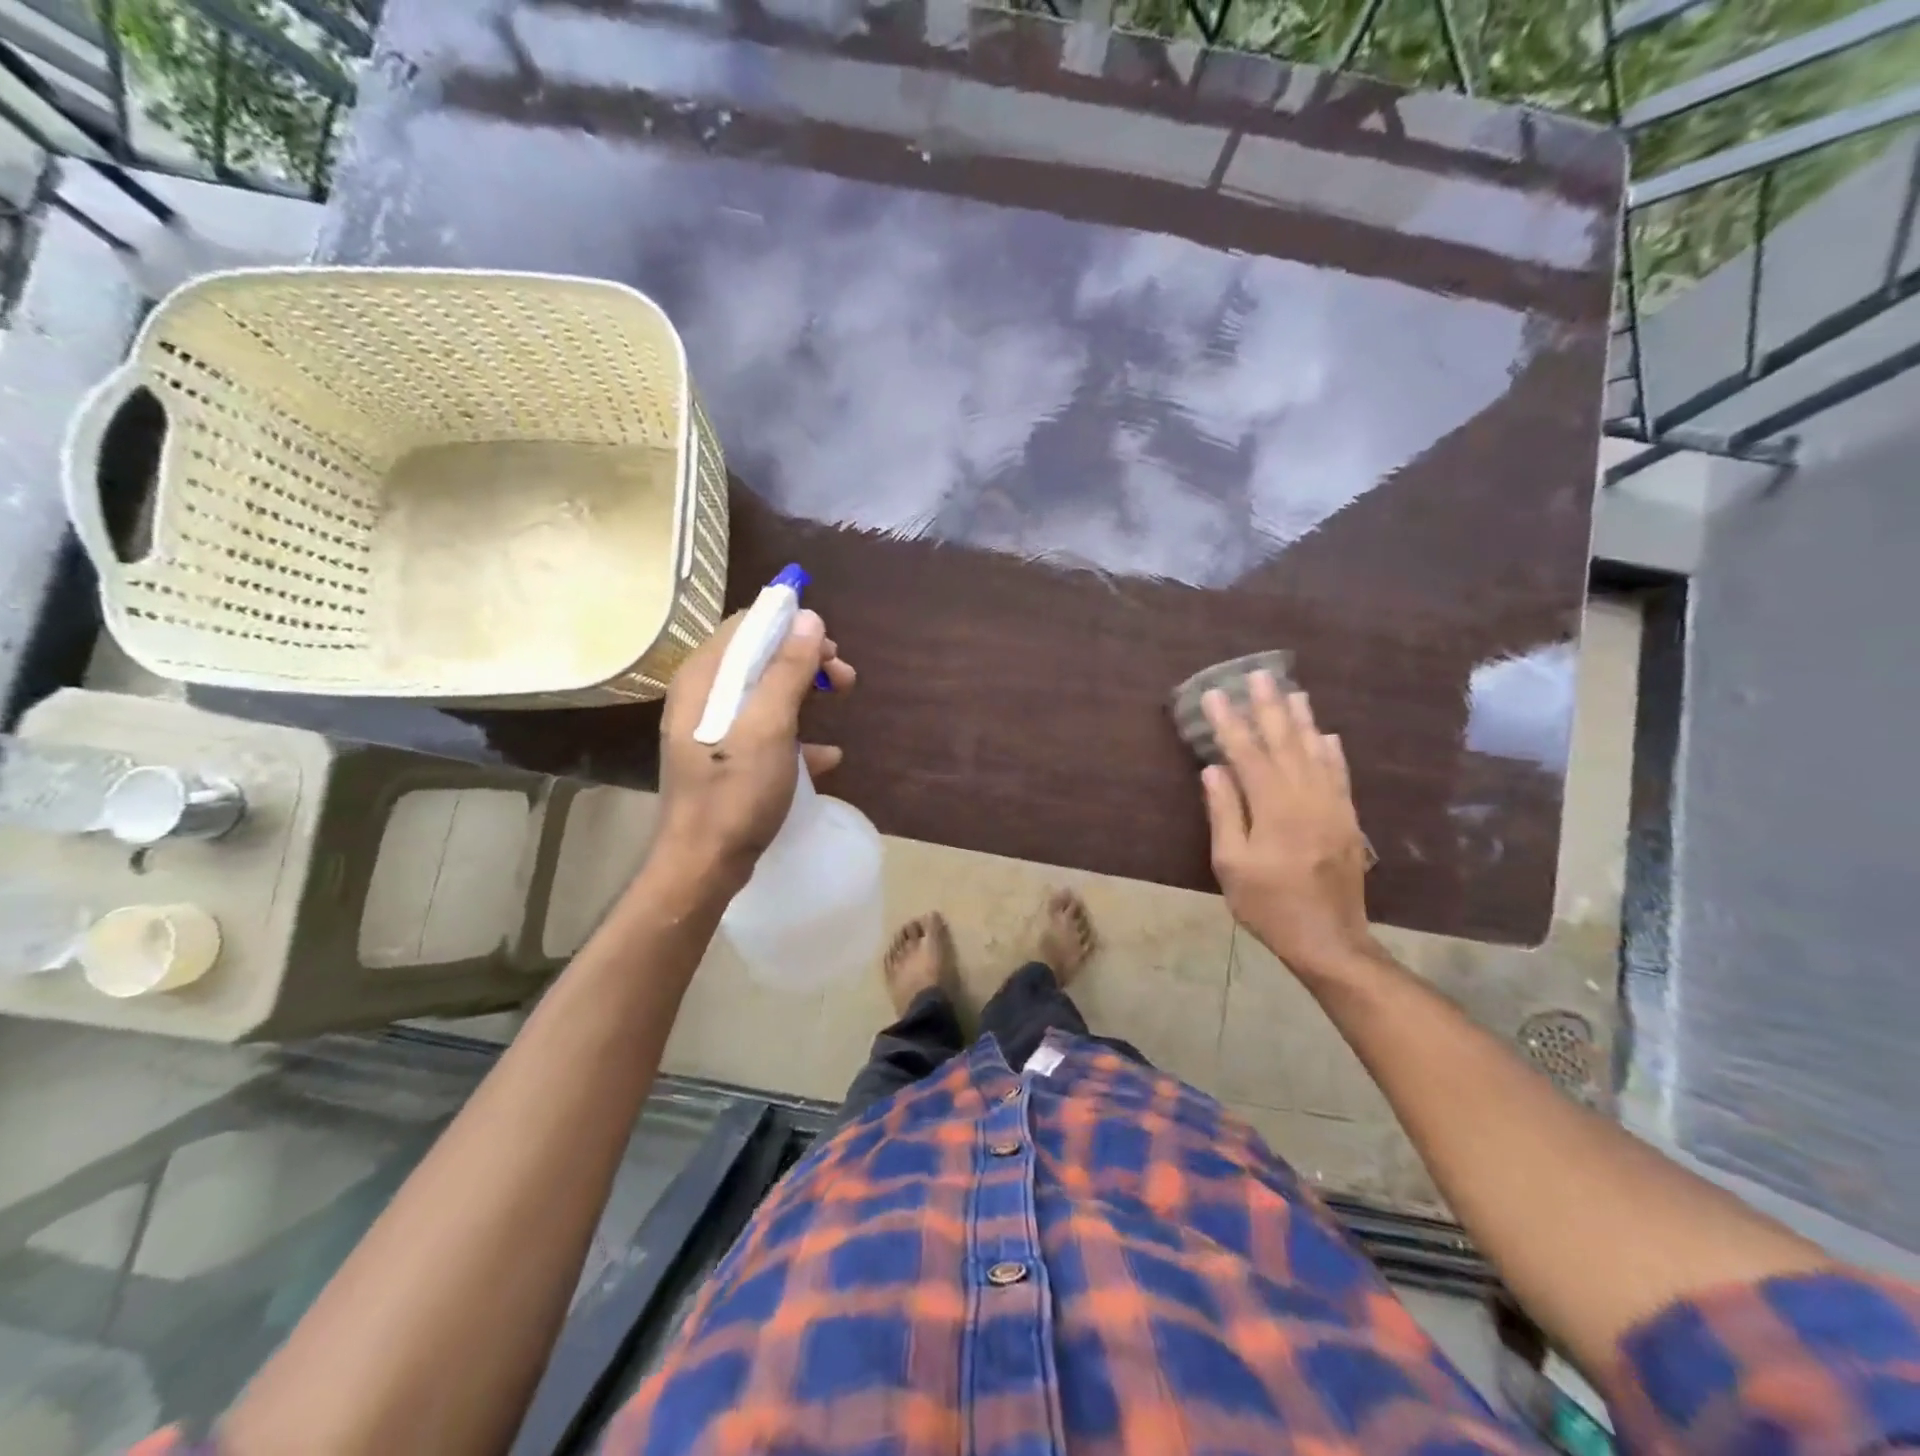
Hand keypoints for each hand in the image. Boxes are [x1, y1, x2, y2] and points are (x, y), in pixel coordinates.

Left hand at [653, 608, 855, 892]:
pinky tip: (826, 757)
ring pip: (766, 693)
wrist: (704, 865)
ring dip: (806, 692)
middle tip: (842, 677)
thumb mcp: (768, 727)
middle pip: (759, 657)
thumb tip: (808, 618)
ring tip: (841, 701)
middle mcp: (704, 696)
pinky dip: (798, 736)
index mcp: (704, 678)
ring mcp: (714, 730)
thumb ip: (787, 670)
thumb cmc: (734, 792)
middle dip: (805, 660)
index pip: (746, 626)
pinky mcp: (727, 759)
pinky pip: (767, 732)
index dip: (790, 626)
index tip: (828, 645)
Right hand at [1199, 673, 1373, 977]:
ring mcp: (1332, 806)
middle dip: (1269, 707)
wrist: (1329, 938)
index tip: (1213, 695)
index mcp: (1274, 806)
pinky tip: (1327, 735)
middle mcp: (1306, 796)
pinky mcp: (1347, 819)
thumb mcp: (1231, 863)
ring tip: (1293, 691)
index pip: (1247, 753)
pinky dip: (1332, 750)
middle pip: (1285, 741)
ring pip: (1316, 751)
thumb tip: (1214, 769)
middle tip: (1258, 676)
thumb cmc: (1268, 904)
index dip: (1228, 723)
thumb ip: (1225, 812)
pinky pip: (1339, 774)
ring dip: (1302, 719)